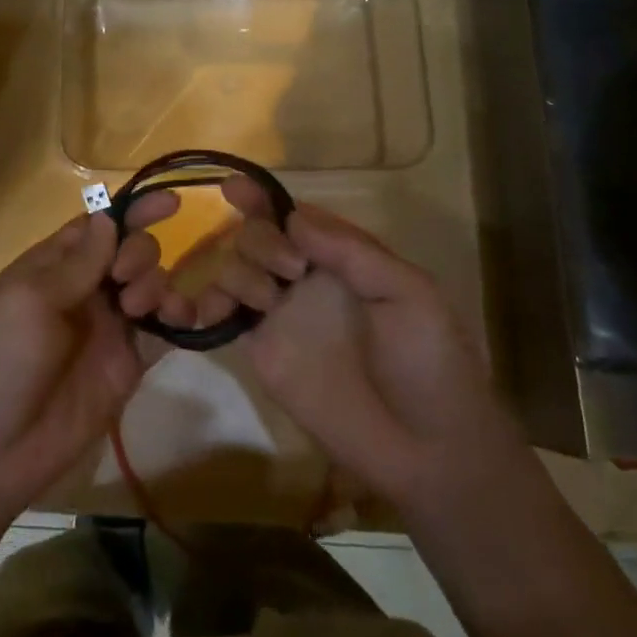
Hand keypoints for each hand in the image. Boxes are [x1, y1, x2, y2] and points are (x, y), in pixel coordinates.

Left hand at [0, 195, 181, 516]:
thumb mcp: (28, 301)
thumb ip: (76, 262)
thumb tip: (108, 216)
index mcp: (51, 268)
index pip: (97, 226)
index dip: (131, 211)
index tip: (171, 202)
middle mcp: (84, 291)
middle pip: (129, 250)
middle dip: (139, 252)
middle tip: (124, 279)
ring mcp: (109, 328)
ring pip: (151, 285)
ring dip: (157, 282)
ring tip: (139, 309)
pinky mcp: (129, 364)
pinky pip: (164, 330)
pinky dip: (179, 317)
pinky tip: (181, 319)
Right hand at [207, 178, 502, 514]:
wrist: (425, 447)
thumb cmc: (429, 361)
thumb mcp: (409, 293)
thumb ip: (353, 252)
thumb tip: (294, 218)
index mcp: (341, 257)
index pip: (294, 216)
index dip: (262, 199)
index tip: (235, 189)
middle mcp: (304, 278)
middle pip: (257, 236)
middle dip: (262, 240)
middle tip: (291, 271)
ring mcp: (280, 314)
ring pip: (235, 269)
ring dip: (238, 271)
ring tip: (267, 301)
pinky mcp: (262, 350)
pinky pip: (225, 316)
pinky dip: (207, 305)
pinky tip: (210, 312)